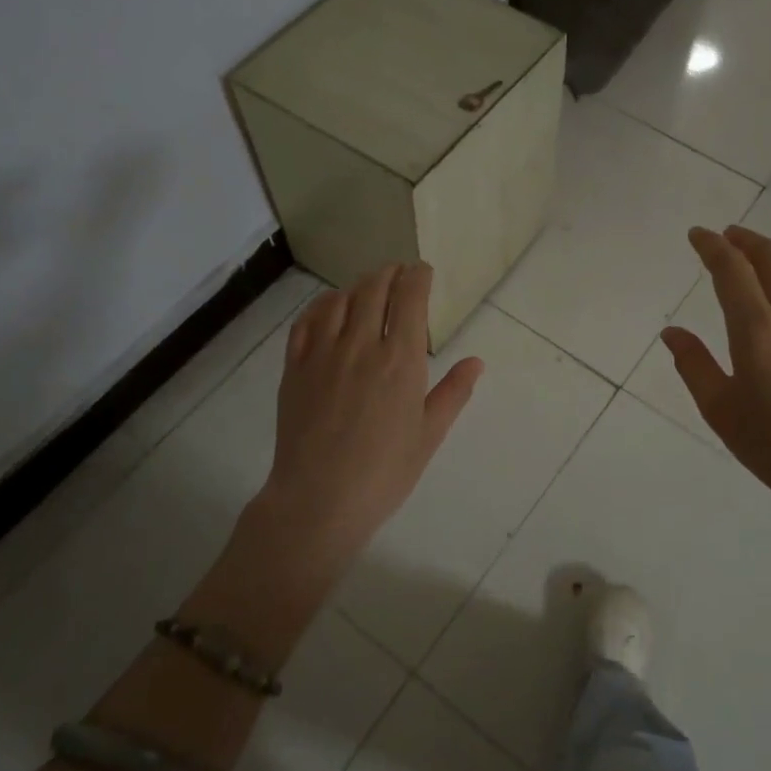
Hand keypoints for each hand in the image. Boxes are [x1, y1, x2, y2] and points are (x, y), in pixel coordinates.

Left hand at [254, 263, 483, 565]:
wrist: (319, 499)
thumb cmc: (384, 473)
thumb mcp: (429, 435)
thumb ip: (453, 393)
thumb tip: (476, 362)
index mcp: (400, 360)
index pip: (409, 298)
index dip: (417, 277)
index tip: (423, 270)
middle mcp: (360, 345)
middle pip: (373, 289)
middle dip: (389, 273)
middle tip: (398, 272)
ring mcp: (322, 354)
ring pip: (338, 300)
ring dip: (357, 286)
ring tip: (366, 287)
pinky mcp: (295, 367)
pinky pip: (306, 322)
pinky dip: (321, 306)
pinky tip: (328, 309)